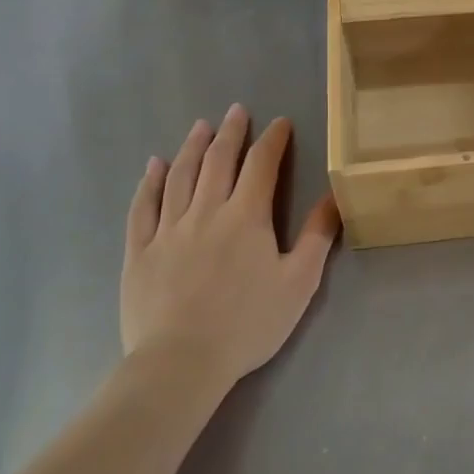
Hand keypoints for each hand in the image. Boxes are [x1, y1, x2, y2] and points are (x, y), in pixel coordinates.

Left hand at [121, 106, 339, 398]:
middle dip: (231, 132)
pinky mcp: (140, 251)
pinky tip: (154, 165)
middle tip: (237, 110)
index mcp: (247, 217)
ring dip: (192, 147)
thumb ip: (318, 236)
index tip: (280, 122)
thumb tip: (334, 196)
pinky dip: (149, 182)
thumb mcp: (299, 283)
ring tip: (200, 126)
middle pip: (218, 161)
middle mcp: (206, 211)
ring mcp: (168, 229)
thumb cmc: (248, 324)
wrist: (180, 363)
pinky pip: (143, 206)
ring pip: (180, 176)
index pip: (261, 165)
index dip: (272, 140)